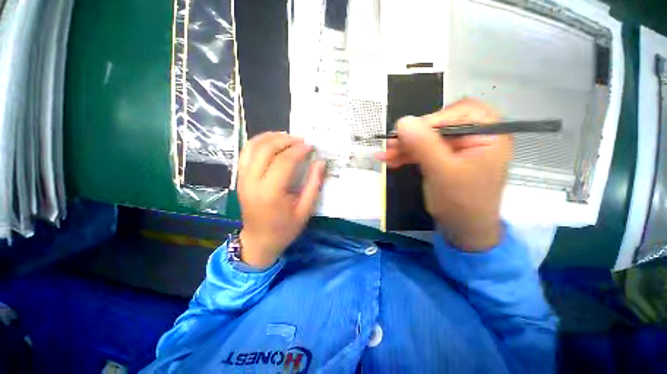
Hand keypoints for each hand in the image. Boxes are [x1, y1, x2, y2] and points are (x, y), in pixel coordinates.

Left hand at [237, 132, 325, 267]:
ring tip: (287, 137)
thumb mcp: (305, 210)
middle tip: (301, 140)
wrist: (259, 241)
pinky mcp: (240, 178)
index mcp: (271, 193)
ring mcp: (242, 178)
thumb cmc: (285, 229)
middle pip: (266, 149)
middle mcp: (252, 182)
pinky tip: (272, 142)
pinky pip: (246, 153)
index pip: (284, 161)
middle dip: (285, 140)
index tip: (311, 147)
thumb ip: (313, 185)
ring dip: (271, 137)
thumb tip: (320, 162)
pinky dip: (258, 142)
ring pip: (252, 147)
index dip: (299, 150)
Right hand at [376, 99, 511, 250]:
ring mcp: (456, 148)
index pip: (460, 112)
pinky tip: (390, 160)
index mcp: (488, 134)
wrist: (462, 229)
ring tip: (384, 155)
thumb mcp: (442, 173)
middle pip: (439, 125)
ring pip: (426, 139)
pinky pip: (422, 151)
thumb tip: (402, 121)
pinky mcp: (443, 158)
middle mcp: (474, 136)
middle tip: (390, 144)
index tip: (407, 133)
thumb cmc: (461, 203)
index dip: (432, 119)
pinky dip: (406, 155)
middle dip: (412, 136)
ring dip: (404, 147)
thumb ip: (424, 146)